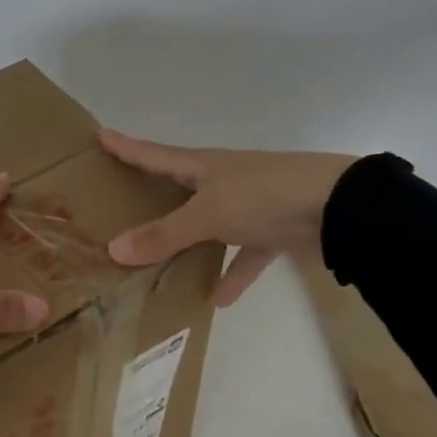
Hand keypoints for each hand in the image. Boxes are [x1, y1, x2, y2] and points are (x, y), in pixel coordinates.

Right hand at [99, 130, 356, 305]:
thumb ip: (164, 235)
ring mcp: (250, 204)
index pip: (154, 154)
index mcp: (203, 166)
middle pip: (180, 187)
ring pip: (211, 223)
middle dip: (153, 194)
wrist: (336, 206)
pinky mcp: (274, 229)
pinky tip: (218, 301)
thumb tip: (113, 250)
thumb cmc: (261, 196)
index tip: (100, 135)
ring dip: (191, 242)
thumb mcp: (207, 216)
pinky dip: (233, 273)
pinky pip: (245, 254)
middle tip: (121, 202)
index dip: (126, 146)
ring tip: (161, 264)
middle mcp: (223, 180)